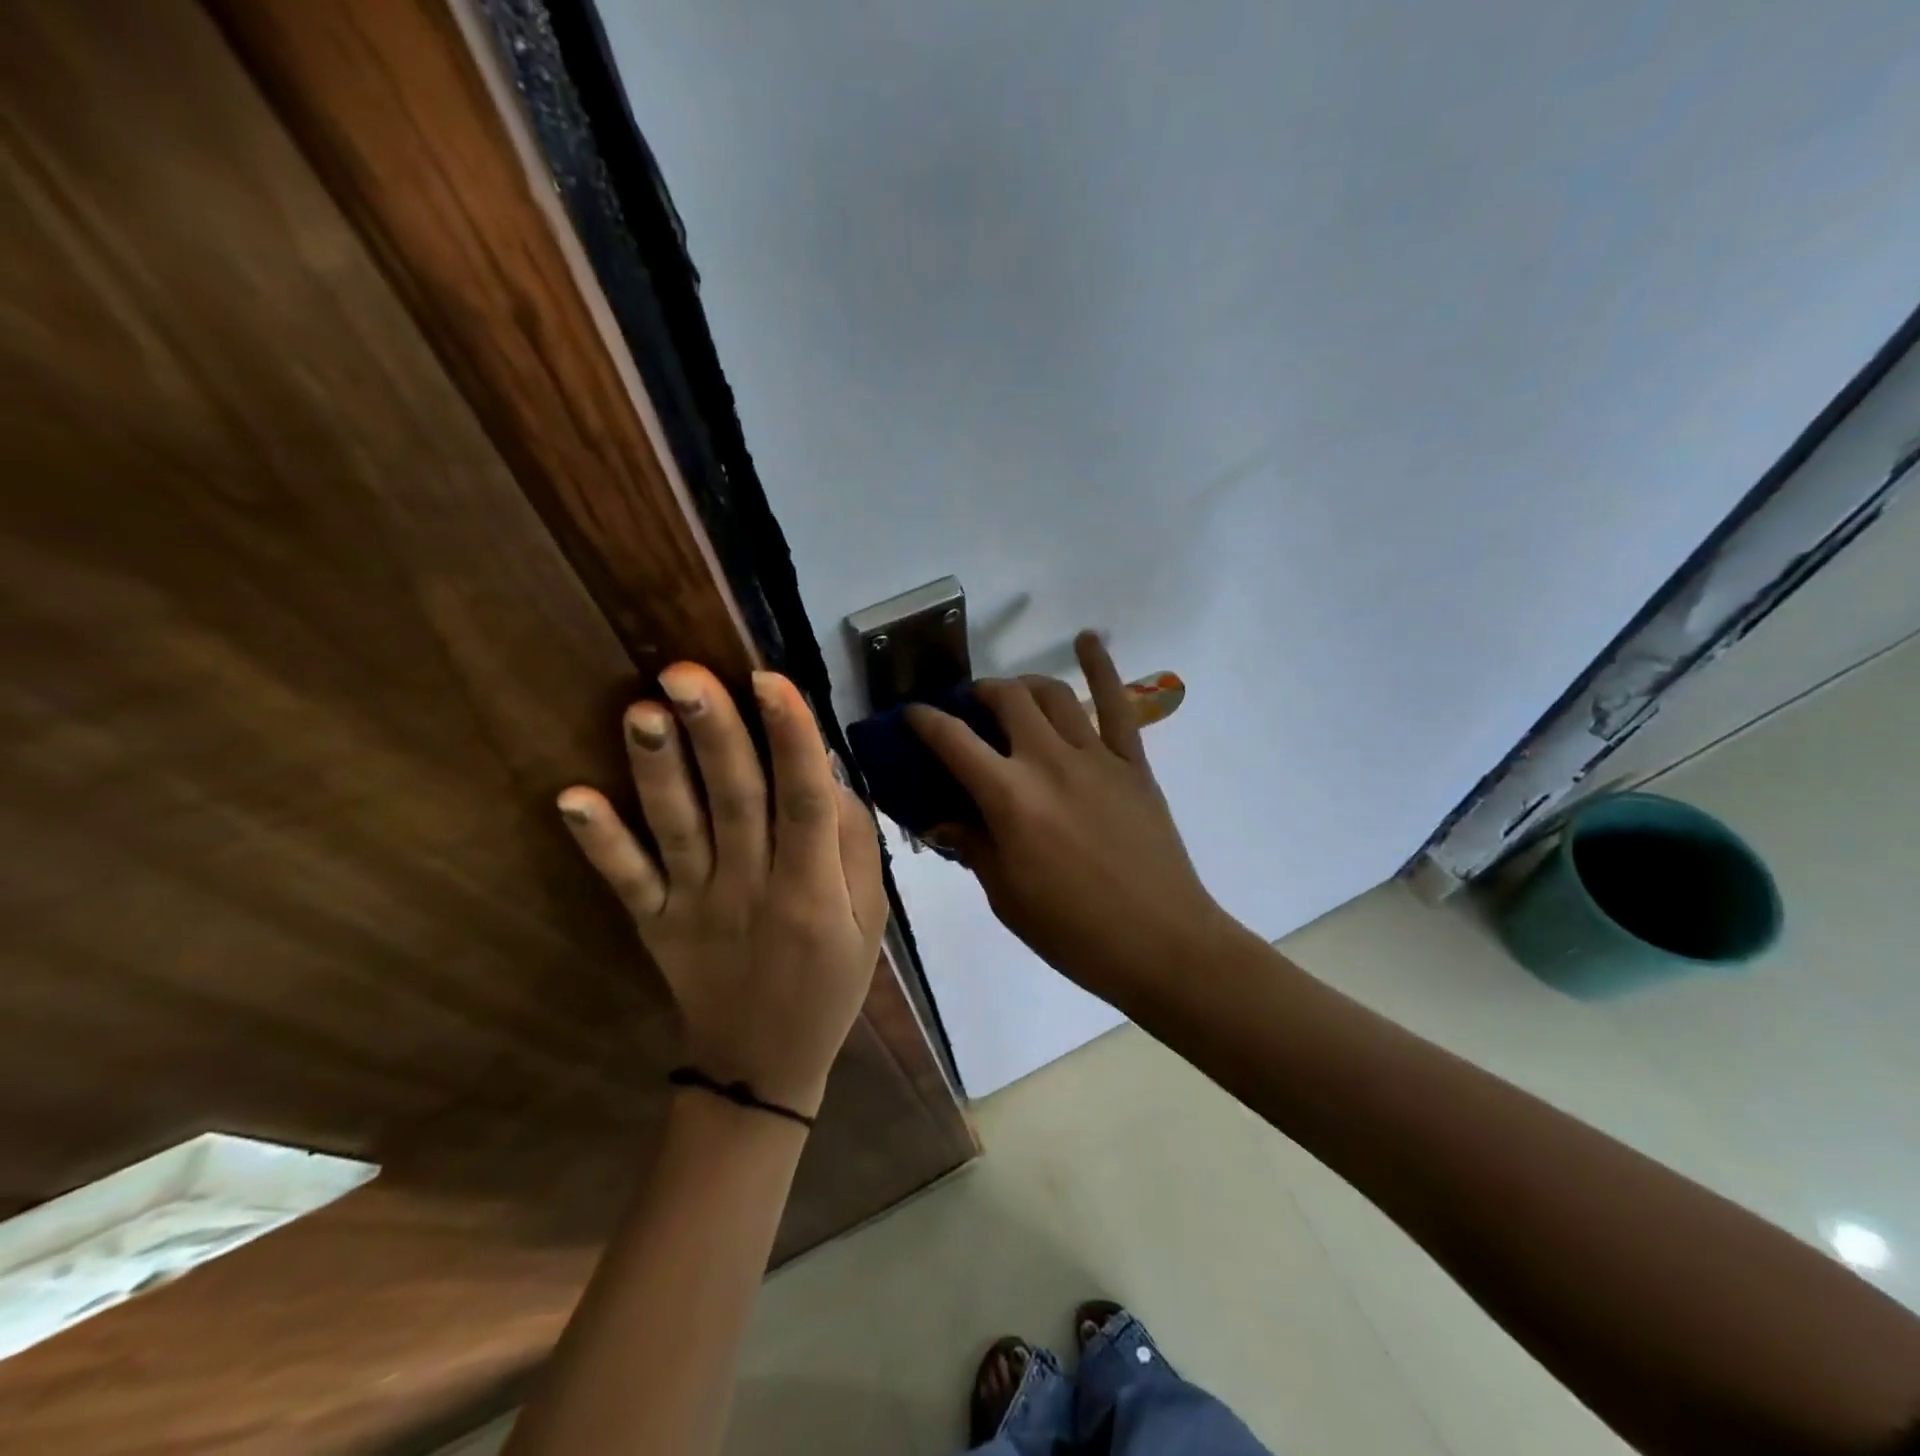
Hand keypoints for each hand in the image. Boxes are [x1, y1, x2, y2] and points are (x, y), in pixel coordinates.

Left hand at [557, 666, 887, 1118]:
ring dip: (657, 771)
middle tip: (686, 671)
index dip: (792, 740)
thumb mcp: (868, 921)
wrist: (762, 1065)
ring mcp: (695, 907)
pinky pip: (626, 881)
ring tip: (642, 709)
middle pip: (735, 801)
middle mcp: (752, 889)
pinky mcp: (654, 924)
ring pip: (677, 829)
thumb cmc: (829, 983)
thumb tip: (826, 773)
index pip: (804, 802)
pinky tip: (572, 800)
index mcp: (812, 890)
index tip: (771, 679)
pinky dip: (599, 842)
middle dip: (715, 734)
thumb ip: (854, 848)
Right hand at [906, 633, 1237, 1001]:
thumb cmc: (1073, 931)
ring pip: (1052, 694)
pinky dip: (1100, 666)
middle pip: (1005, 700)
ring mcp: (1095, 756)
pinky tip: (1087, 640)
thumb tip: (941, 821)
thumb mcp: (1006, 895)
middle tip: (970, 710)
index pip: (952, 741)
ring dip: (1024, 684)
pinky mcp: (1132, 762)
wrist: (1160, 942)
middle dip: (978, 695)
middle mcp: (1047, 761)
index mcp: (1009, 798)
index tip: (911, 714)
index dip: (924, 720)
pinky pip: (1116, 704)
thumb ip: (972, 846)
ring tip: (1013, 694)